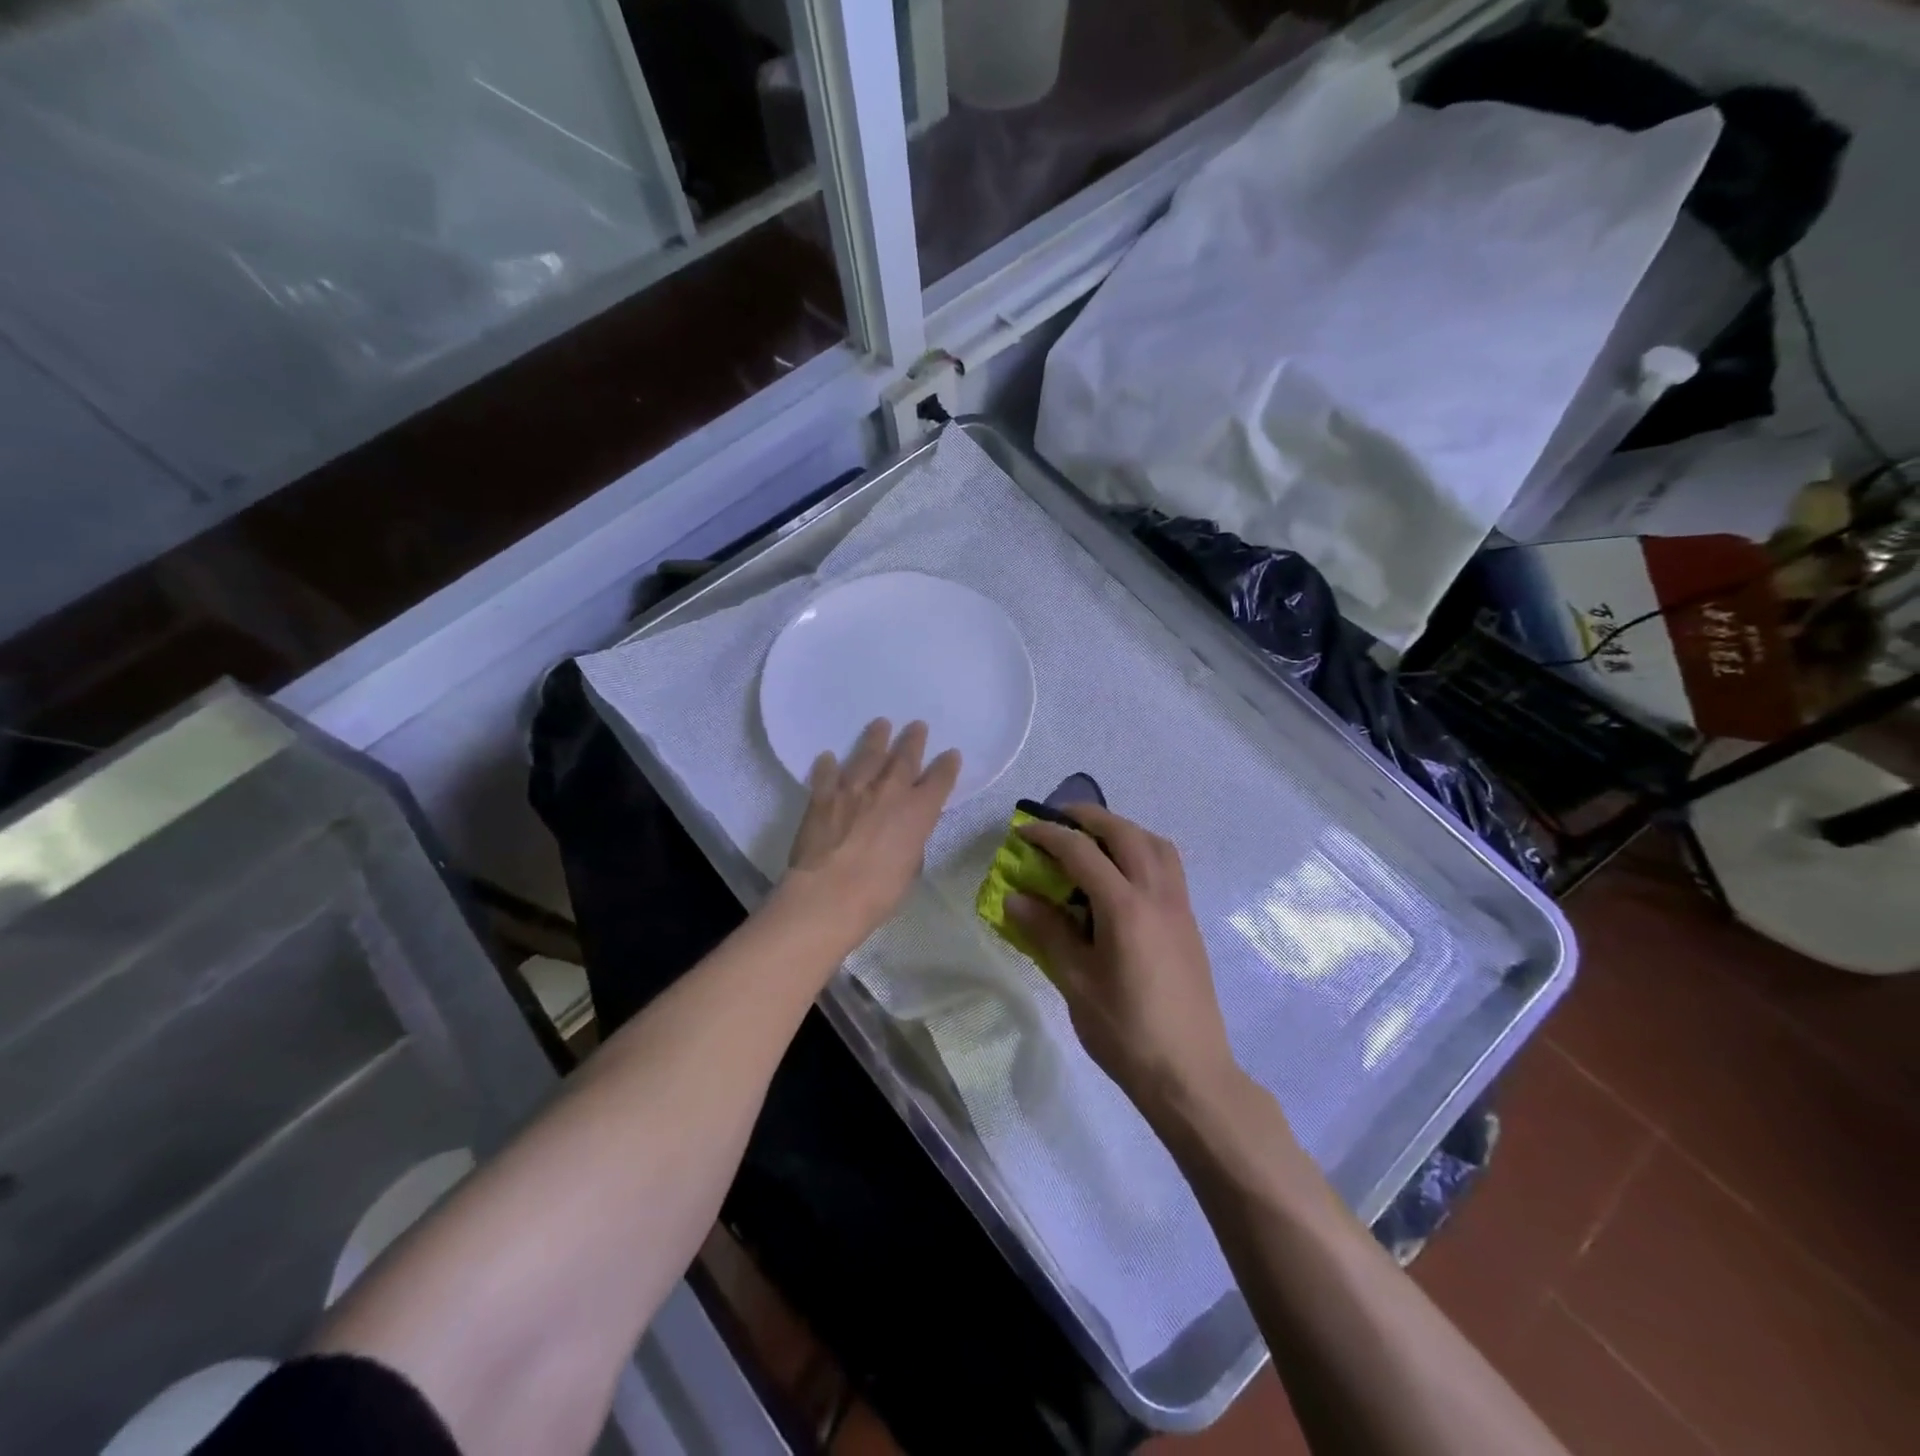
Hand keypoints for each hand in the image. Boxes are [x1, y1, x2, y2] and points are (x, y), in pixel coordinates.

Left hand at [776, 718, 961, 949]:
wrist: (828, 895)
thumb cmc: (878, 892)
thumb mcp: (910, 868)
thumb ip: (911, 842)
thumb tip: (906, 833)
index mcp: (918, 811)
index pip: (940, 779)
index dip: (948, 766)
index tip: (951, 755)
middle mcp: (889, 791)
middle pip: (905, 757)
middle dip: (913, 740)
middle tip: (917, 725)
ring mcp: (854, 789)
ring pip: (867, 755)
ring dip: (876, 738)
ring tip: (881, 724)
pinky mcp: (823, 796)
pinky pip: (827, 774)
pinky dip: (828, 765)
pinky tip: (828, 757)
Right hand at [1008, 806, 1239, 1114]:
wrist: (1190, 1074)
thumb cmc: (1125, 1032)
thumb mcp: (1076, 983)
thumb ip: (1048, 932)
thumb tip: (1016, 898)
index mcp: (1125, 908)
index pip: (1082, 852)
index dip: (1049, 835)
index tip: (1023, 831)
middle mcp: (1157, 895)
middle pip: (1125, 833)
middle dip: (1089, 818)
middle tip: (1058, 821)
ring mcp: (1179, 907)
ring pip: (1155, 844)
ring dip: (1122, 830)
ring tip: (1094, 842)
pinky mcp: (1189, 922)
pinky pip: (1168, 866)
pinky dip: (1142, 851)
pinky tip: (1122, 878)